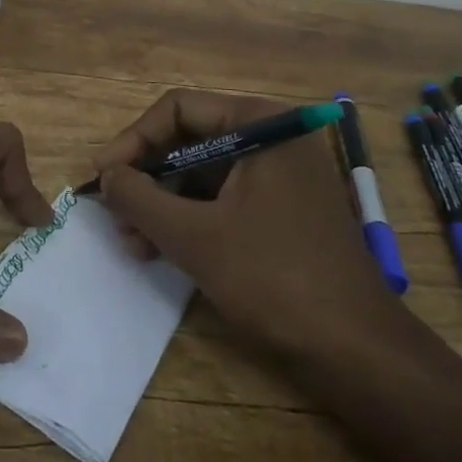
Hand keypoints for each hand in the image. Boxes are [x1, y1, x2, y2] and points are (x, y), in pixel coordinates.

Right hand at [90, 90, 403, 360]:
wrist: (359, 352)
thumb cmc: (275, 279)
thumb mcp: (196, 237)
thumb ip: (141, 199)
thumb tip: (105, 174)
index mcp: (260, 122)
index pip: (178, 109)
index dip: (133, 140)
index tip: (102, 176)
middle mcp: (272, 136)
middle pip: (189, 139)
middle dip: (147, 177)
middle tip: (112, 213)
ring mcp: (280, 173)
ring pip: (203, 173)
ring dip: (163, 203)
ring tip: (131, 241)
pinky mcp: (282, 208)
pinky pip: (224, 198)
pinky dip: (190, 219)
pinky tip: (160, 249)